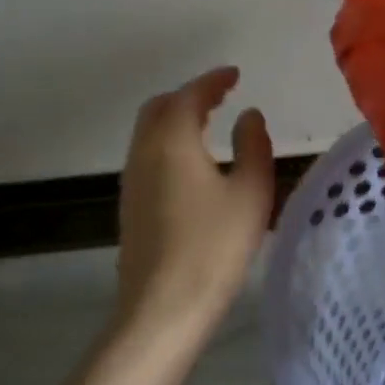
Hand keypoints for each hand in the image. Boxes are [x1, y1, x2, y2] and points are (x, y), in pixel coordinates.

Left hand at [114, 67, 273, 339]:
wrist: (161, 309)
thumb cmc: (214, 246)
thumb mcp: (251, 192)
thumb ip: (254, 145)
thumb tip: (248, 115)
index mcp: (173, 141)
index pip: (190, 95)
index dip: (213, 80)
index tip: (235, 74)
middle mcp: (145, 152)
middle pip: (160, 107)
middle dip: (190, 94)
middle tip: (221, 95)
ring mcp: (132, 180)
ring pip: (149, 130)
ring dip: (177, 117)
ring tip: (209, 122)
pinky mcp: (130, 205)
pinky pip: (147, 153)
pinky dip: (169, 140)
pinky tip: (192, 160)